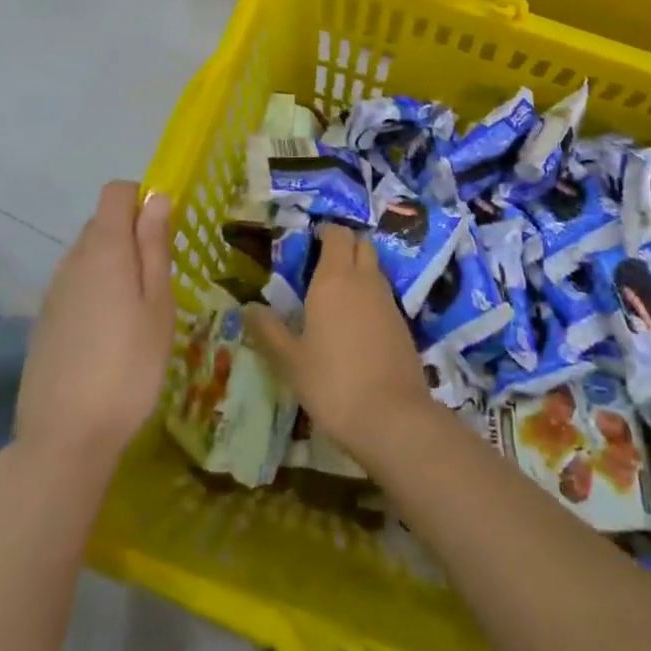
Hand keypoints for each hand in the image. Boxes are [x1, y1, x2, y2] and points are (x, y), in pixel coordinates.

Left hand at [14, 182, 173, 471]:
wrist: (64, 437)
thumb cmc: (128, 366)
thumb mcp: (157, 304)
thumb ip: (154, 246)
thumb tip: (156, 197)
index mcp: (104, 248)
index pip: (116, 192)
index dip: (141, 200)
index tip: (163, 233)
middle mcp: (72, 259)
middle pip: (102, 223)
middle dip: (131, 235)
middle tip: (158, 280)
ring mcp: (53, 291)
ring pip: (88, 256)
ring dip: (114, 266)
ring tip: (137, 313)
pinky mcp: (44, 320)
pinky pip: (75, 285)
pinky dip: (95, 292)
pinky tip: (109, 335)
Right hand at [246, 225, 433, 468]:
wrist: (392, 418)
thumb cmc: (332, 383)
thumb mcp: (290, 360)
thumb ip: (268, 330)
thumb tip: (247, 307)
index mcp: (334, 278)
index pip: (337, 234)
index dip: (325, 233)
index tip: (308, 245)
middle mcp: (364, 280)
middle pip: (361, 244)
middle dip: (344, 247)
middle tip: (320, 267)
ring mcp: (388, 301)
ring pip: (374, 269)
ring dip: (358, 271)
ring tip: (334, 298)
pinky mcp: (402, 323)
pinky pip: (383, 295)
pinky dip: (369, 297)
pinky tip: (355, 326)